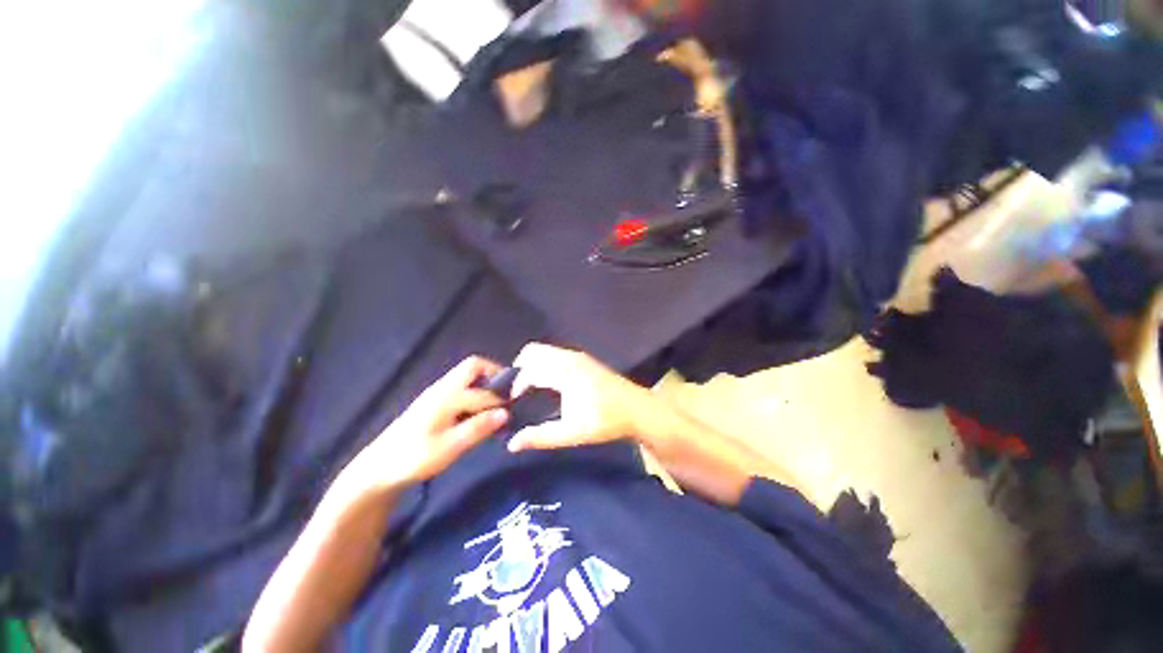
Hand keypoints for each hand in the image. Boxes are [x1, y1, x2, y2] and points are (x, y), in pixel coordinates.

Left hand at [339, 356, 509, 494]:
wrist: (379, 468)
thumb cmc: (415, 458)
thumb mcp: (450, 447)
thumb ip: (479, 428)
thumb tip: (506, 413)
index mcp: (448, 396)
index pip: (485, 392)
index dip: (503, 400)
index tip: (518, 409)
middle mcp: (443, 387)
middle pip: (473, 366)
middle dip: (494, 374)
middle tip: (508, 393)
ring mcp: (437, 392)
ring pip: (467, 375)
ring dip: (485, 382)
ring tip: (498, 403)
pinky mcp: (433, 401)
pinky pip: (461, 386)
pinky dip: (475, 390)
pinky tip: (478, 411)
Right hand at [508, 343, 666, 451]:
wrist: (638, 410)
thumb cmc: (606, 421)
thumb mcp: (573, 433)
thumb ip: (541, 437)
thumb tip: (511, 444)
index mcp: (565, 372)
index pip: (529, 370)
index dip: (516, 385)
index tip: (512, 402)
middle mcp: (569, 358)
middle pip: (533, 351)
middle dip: (520, 368)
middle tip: (517, 392)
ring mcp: (578, 356)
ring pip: (545, 350)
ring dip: (532, 364)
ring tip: (529, 389)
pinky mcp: (584, 359)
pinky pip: (555, 353)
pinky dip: (544, 363)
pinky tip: (548, 383)